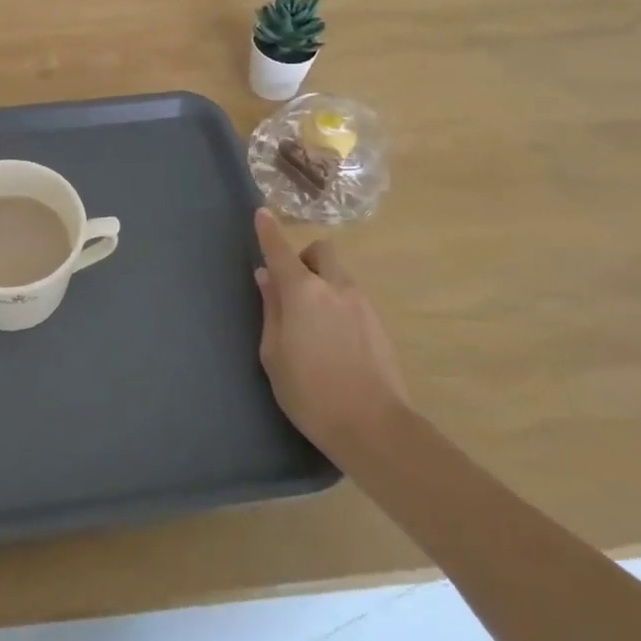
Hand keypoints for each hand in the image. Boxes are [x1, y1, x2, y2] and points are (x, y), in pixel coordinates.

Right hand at [254, 209, 407, 456]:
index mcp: (303, 292)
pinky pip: (352, 300)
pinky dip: (338, 305)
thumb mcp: (273, 353)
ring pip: (339, 276)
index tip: (262, 213)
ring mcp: (362, 305)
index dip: (268, 231)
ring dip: (322, 283)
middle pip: (322, 251)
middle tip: (292, 285)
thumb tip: (267, 278)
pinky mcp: (378, 325)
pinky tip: (332, 341)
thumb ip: (271, 310)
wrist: (374, 427)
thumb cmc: (309, 392)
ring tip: (311, 322)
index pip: (281, 251)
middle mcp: (335, 288)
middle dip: (305, 257)